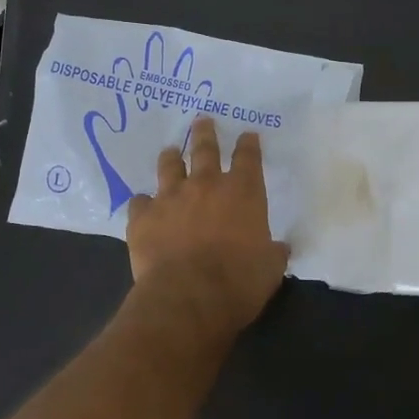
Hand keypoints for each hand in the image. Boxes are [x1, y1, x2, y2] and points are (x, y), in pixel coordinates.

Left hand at [127, 118, 289, 342]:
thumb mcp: (270, 269)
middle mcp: (206, 185)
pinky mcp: (143, 216)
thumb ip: (274, 252)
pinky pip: (139, 202)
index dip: (248, 144)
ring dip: (171, 157)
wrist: (189, 297)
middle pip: (205, 149)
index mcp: (243, 192)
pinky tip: (142, 207)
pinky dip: (143, 204)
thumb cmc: (239, 282)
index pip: (248, 157)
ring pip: (169, 166)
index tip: (247, 135)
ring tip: (170, 151)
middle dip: (205, 132)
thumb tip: (279, 248)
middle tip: (202, 120)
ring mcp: (170, 197)